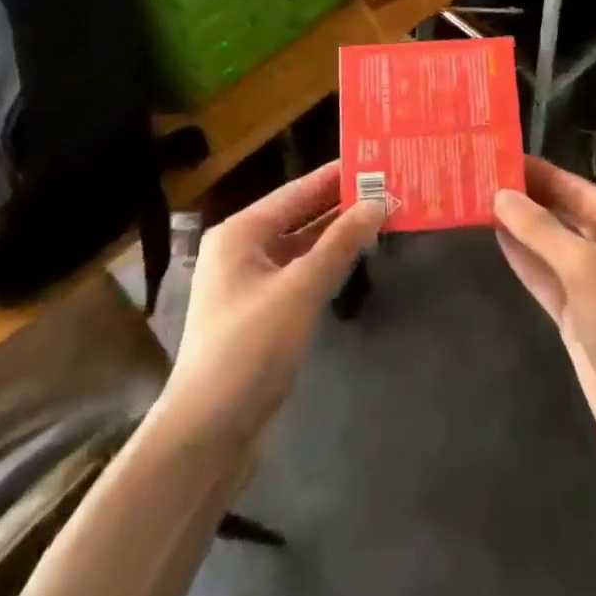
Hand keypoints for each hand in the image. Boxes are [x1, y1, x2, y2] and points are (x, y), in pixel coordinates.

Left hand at [158, 163, 383, 442]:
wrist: (207, 436)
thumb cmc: (249, 349)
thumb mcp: (300, 290)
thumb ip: (341, 243)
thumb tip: (379, 201)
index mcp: (240, 233)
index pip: (297, 191)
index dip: (336, 176)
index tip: (376, 159)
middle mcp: (242, 250)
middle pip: (299, 215)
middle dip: (341, 204)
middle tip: (388, 186)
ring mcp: (251, 283)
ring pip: (302, 245)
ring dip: (338, 234)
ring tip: (382, 215)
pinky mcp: (263, 313)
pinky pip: (301, 273)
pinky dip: (328, 262)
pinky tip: (358, 256)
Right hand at [494, 158, 595, 473]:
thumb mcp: (585, 268)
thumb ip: (542, 230)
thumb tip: (502, 196)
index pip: (577, 189)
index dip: (541, 173)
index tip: (503, 155)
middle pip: (565, 215)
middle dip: (528, 198)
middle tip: (483, 176)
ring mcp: (595, 286)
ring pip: (552, 247)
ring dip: (522, 228)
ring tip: (481, 201)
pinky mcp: (579, 318)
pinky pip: (548, 279)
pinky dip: (525, 261)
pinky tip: (498, 240)